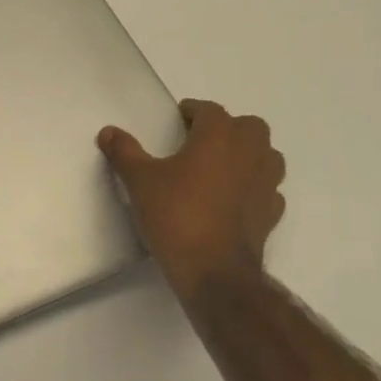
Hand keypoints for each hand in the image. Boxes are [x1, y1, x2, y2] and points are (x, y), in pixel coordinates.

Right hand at [99, 100, 285, 305]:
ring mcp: (266, 184)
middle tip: (200, 141)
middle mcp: (249, 153)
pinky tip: (233, 198)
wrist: (213, 270)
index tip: (176, 120)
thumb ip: (124, 151)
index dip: (192, 111)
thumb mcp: (139, 181)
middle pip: (249, 126)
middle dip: (227, 128)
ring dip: (248, 154)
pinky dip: (253, 186)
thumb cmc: (176, 215)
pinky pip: (267, 188)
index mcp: (218, 137)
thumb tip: (108, 131)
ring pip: (267, 155)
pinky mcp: (272, 213)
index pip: (210, 110)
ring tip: (220, 166)